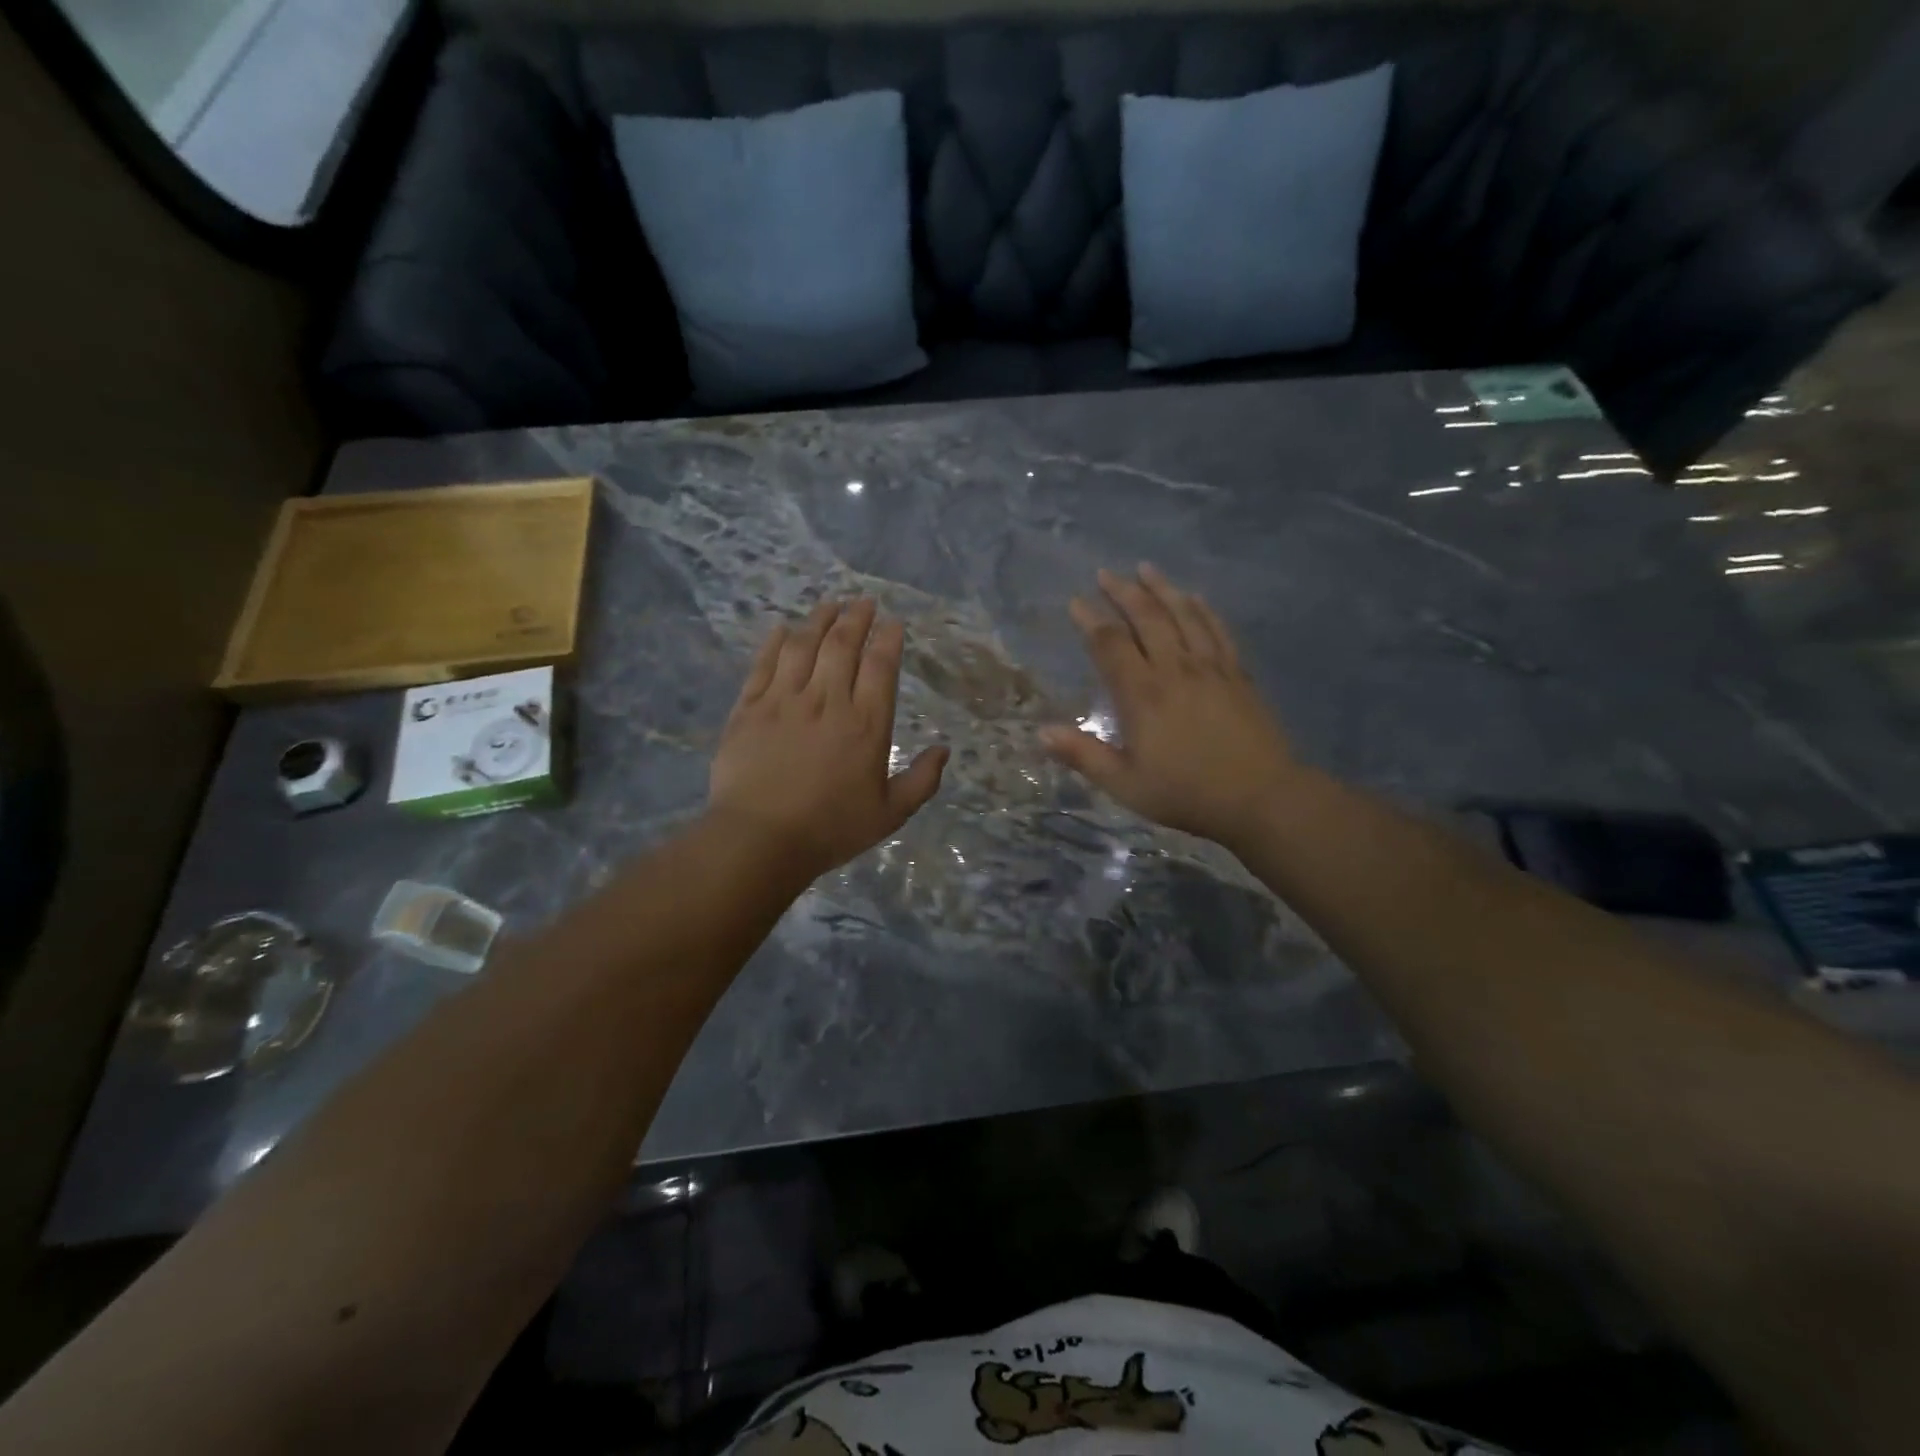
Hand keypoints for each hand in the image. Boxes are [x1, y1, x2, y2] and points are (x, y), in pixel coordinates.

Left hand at [708, 598, 947, 881]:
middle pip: (842, 645)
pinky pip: (763, 664)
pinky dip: (775, 642)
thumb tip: (944, 750)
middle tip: (863, 602)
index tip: (892, 622)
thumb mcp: (890, 814)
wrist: (760, 840)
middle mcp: (827, 701)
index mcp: (866, 724)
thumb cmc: (831, 829)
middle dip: (856, 618)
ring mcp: (784, 701)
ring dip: (818, 619)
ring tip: (829, 604)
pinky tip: (782, 629)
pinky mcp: (749, 708)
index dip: (888, 638)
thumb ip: (921, 780)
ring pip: (803, 645)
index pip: (880, 666)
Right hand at [1040, 565, 1300, 848]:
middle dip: (1123, 592)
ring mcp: (1211, 666)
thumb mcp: (1125, 784)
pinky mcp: (1238, 673)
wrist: (1260, 797)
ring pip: (1183, 614)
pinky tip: (1194, 596)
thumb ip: (1083, 755)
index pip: (1110, 644)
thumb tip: (1041, 732)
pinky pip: (1217, 629)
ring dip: (1162, 588)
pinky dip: (1203, 608)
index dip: (1090, 619)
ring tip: (1145, 568)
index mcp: (1142, 694)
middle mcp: (1175, 668)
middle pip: (1147, 617)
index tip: (1076, 602)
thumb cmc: (1185, 793)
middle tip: (1105, 574)